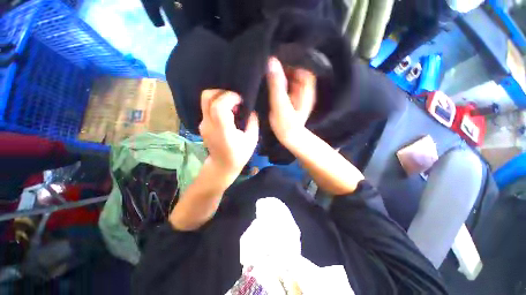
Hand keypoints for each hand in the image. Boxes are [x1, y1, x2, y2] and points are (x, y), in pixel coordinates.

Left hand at [199, 89, 258, 179]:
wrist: (221, 166)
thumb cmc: (239, 155)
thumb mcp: (252, 140)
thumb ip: (253, 122)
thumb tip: (251, 109)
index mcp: (223, 131)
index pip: (219, 106)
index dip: (230, 97)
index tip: (241, 100)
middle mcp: (209, 125)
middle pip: (207, 97)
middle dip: (222, 92)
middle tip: (235, 99)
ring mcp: (203, 124)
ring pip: (205, 100)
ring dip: (219, 97)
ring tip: (232, 105)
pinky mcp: (202, 124)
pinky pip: (207, 106)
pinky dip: (217, 103)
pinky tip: (228, 111)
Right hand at [267, 57, 315, 145]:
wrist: (289, 137)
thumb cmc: (286, 124)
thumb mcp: (280, 105)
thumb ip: (277, 85)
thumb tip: (272, 62)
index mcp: (306, 88)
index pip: (301, 65)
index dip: (289, 59)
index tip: (275, 56)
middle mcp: (304, 88)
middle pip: (294, 69)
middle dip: (282, 65)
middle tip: (267, 63)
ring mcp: (298, 92)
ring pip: (289, 76)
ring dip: (279, 73)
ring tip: (266, 69)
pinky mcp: (292, 97)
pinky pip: (286, 84)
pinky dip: (278, 81)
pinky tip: (269, 81)